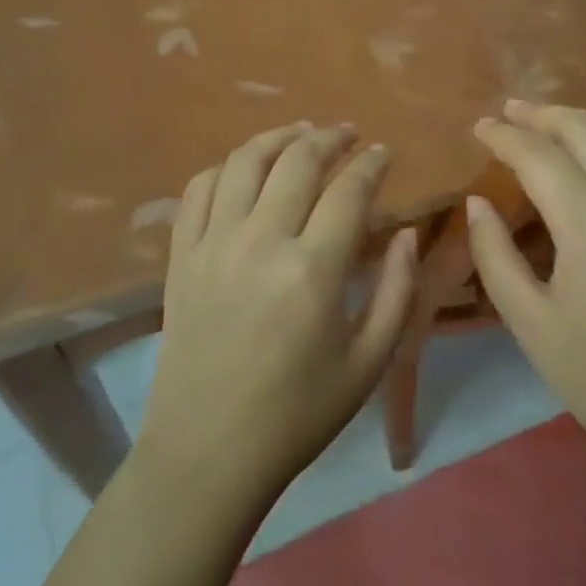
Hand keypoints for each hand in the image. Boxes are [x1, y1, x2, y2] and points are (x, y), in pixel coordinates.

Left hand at [137, 122, 417, 505]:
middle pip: (297, 160)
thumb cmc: (298, 413)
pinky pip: (198, 189)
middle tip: (347, 134)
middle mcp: (260, 241)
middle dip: (329, 137)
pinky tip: (244, 168)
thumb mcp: (369, 362)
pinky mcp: (181, 256)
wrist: (208, 451)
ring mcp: (213, 244)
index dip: (370, 164)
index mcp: (312, 270)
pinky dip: (224, 167)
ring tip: (300, 133)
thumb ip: (397, 291)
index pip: (348, 191)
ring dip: (277, 137)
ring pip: (244, 161)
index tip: (383, 153)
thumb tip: (404, 232)